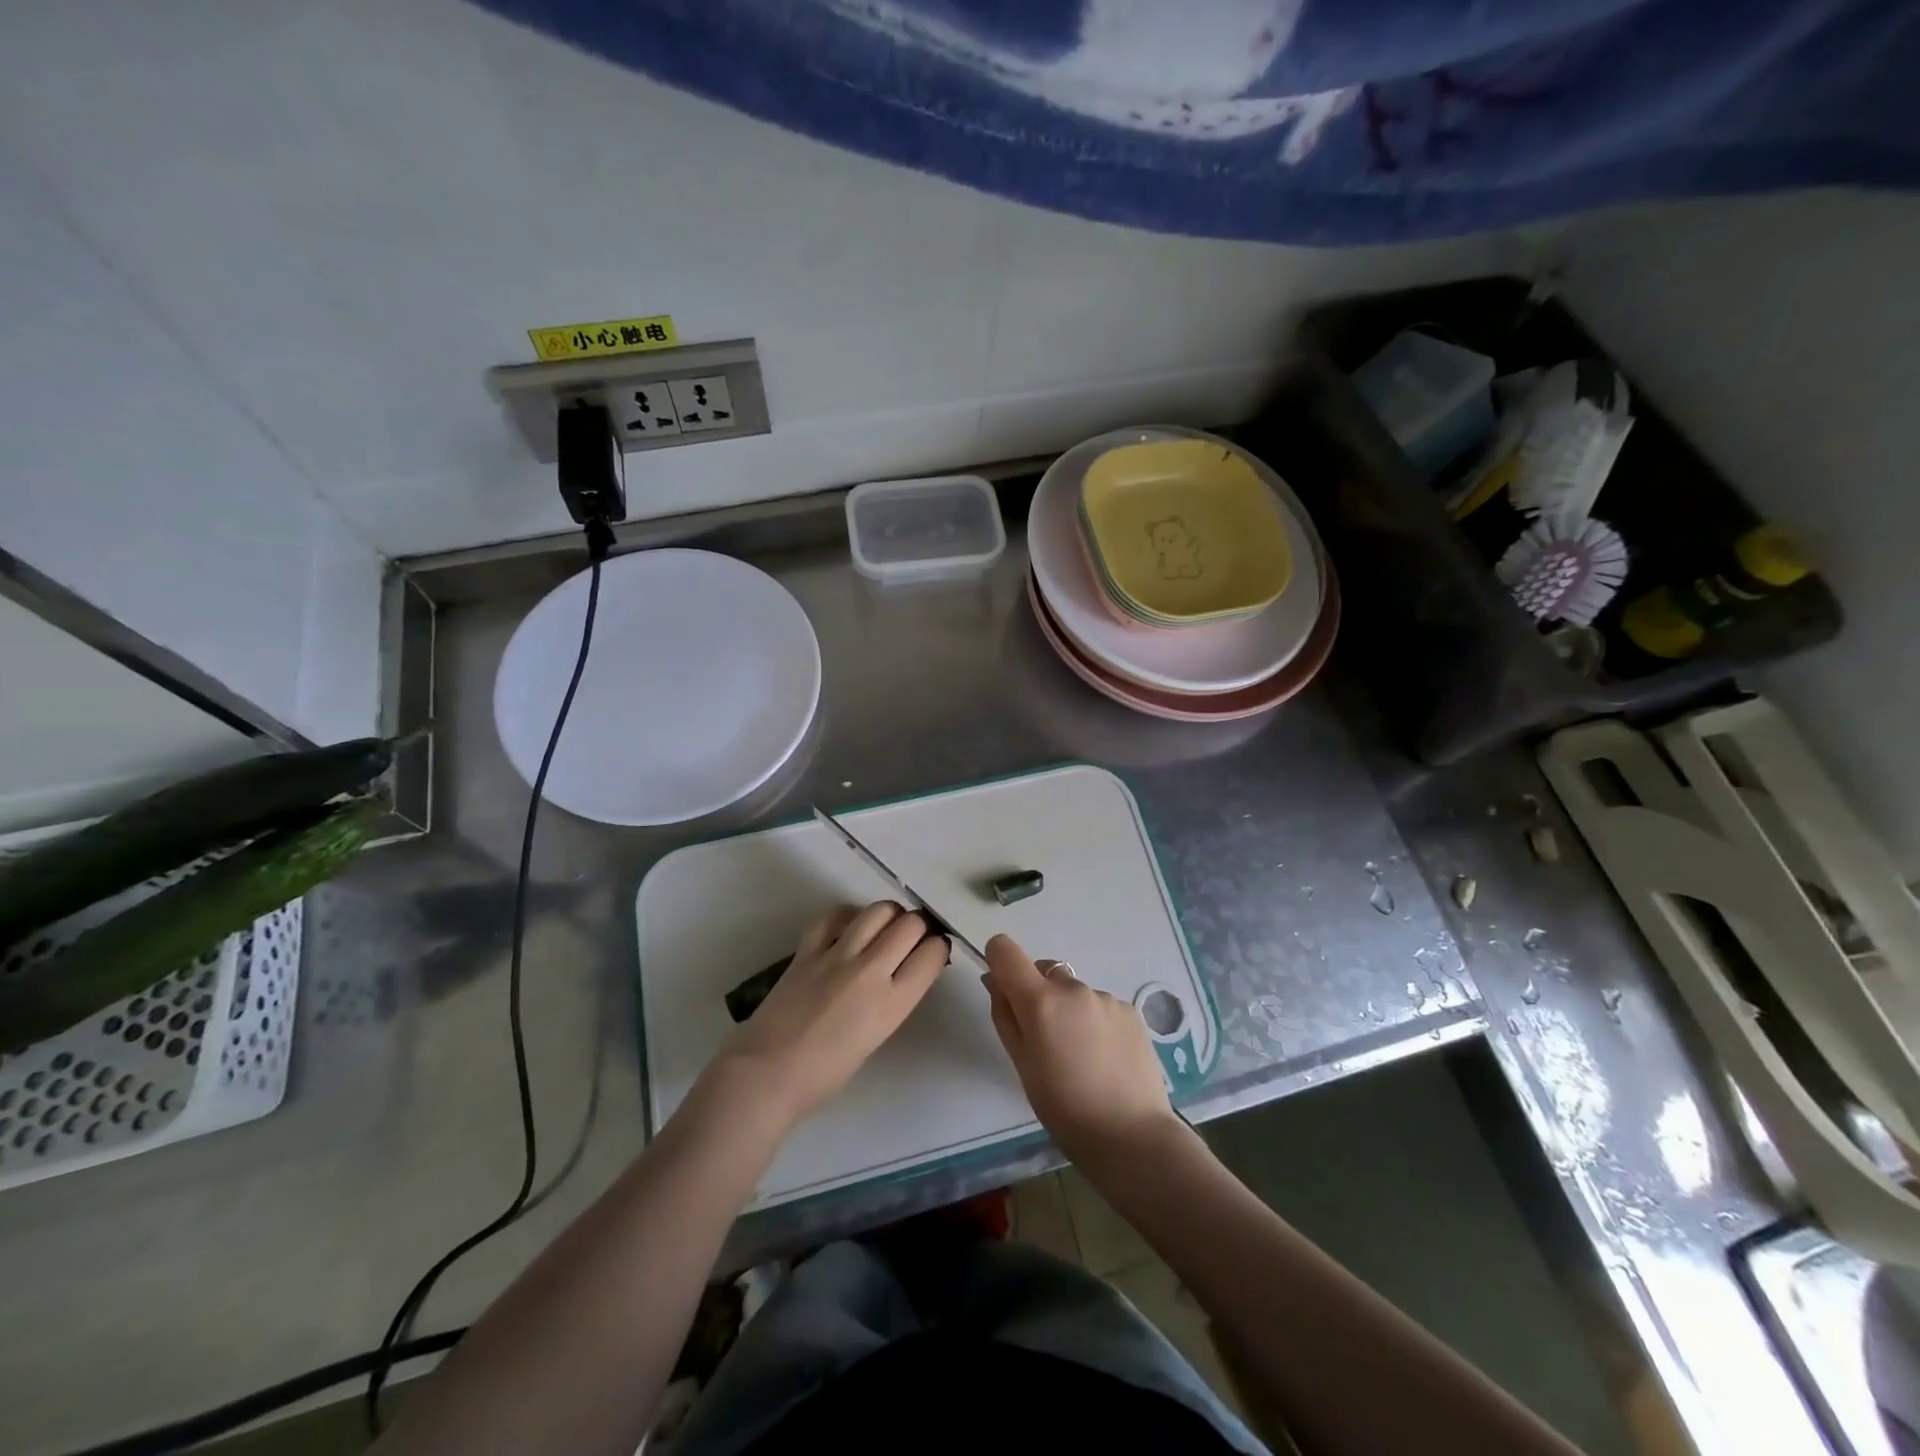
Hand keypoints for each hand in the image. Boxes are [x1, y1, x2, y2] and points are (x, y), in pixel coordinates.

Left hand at [710, 902, 948, 1129]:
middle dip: (918, 926)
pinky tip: (849, 926)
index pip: (932, 955)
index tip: (933, 951)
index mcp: (892, 1004)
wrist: (768, 1073)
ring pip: (878, 910)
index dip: (938, 948)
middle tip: (912, 937)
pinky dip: (849, 915)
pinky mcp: (808, 948)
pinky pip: (836, 914)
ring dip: (889, 914)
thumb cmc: (825, 1074)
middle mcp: (871, 971)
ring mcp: (837, 954)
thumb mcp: (876, 1037)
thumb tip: (902, 973)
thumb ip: (893, 1000)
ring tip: (885, 927)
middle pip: (911, 924)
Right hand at [982, 933, 1177, 1162]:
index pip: (1005, 950)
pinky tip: (1105, 1059)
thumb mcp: (1021, 1064)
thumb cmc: (1064, 1109)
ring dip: (1069, 1011)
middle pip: (1043, 972)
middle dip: (1037, 995)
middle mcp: (1073, 988)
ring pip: (1074, 993)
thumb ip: (1005, 1015)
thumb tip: (996, 981)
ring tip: (1081, 1058)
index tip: (1004, 991)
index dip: (999, 962)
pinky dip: (1095, 1023)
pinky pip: (1100, 1007)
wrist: (1132, 1137)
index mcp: (1040, 1000)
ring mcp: (1106, 997)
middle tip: (1046, 1042)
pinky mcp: (1131, 1011)